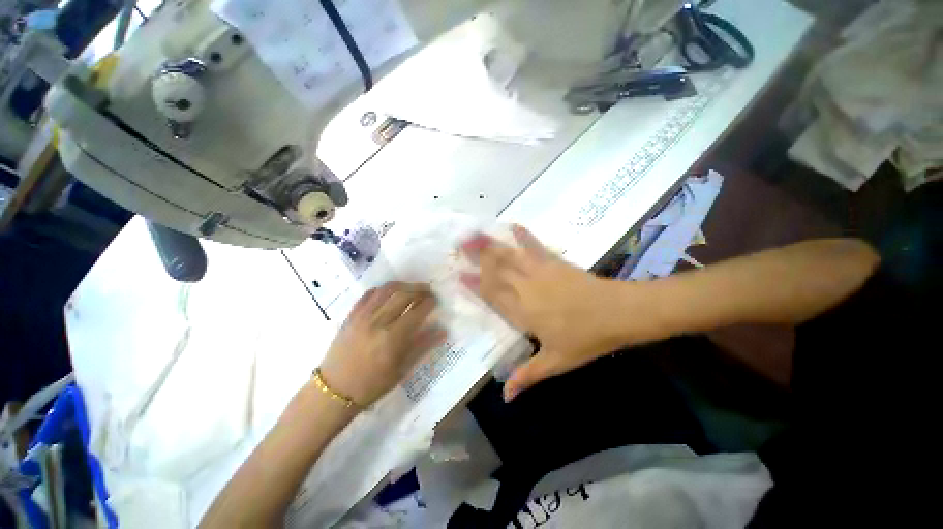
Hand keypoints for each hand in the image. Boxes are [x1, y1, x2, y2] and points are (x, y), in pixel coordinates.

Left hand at [318, 282, 445, 406]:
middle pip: (403, 295)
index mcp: (392, 338)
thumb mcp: (402, 369)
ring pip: (386, 290)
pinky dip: (382, 289)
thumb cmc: (372, 384)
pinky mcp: (351, 315)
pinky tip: (389, 292)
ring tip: (412, 287)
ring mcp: (362, 316)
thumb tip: (443, 331)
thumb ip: (423, 347)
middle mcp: (378, 322)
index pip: (417, 311)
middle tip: (428, 291)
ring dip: (403, 285)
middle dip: (419, 290)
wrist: (334, 391)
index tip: (435, 300)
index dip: (429, 303)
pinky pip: (368, 295)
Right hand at [461, 226, 651, 401]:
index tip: (459, 274)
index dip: (475, 285)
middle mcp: (526, 289)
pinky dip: (524, 236)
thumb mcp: (556, 362)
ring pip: (510, 257)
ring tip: (475, 233)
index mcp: (523, 313)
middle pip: (497, 271)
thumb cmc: (586, 339)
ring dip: (491, 245)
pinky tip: (514, 225)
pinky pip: (535, 247)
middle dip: (477, 257)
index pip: (492, 297)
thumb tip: (506, 398)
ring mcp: (540, 273)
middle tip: (458, 243)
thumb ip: (528, 375)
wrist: (618, 313)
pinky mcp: (554, 262)